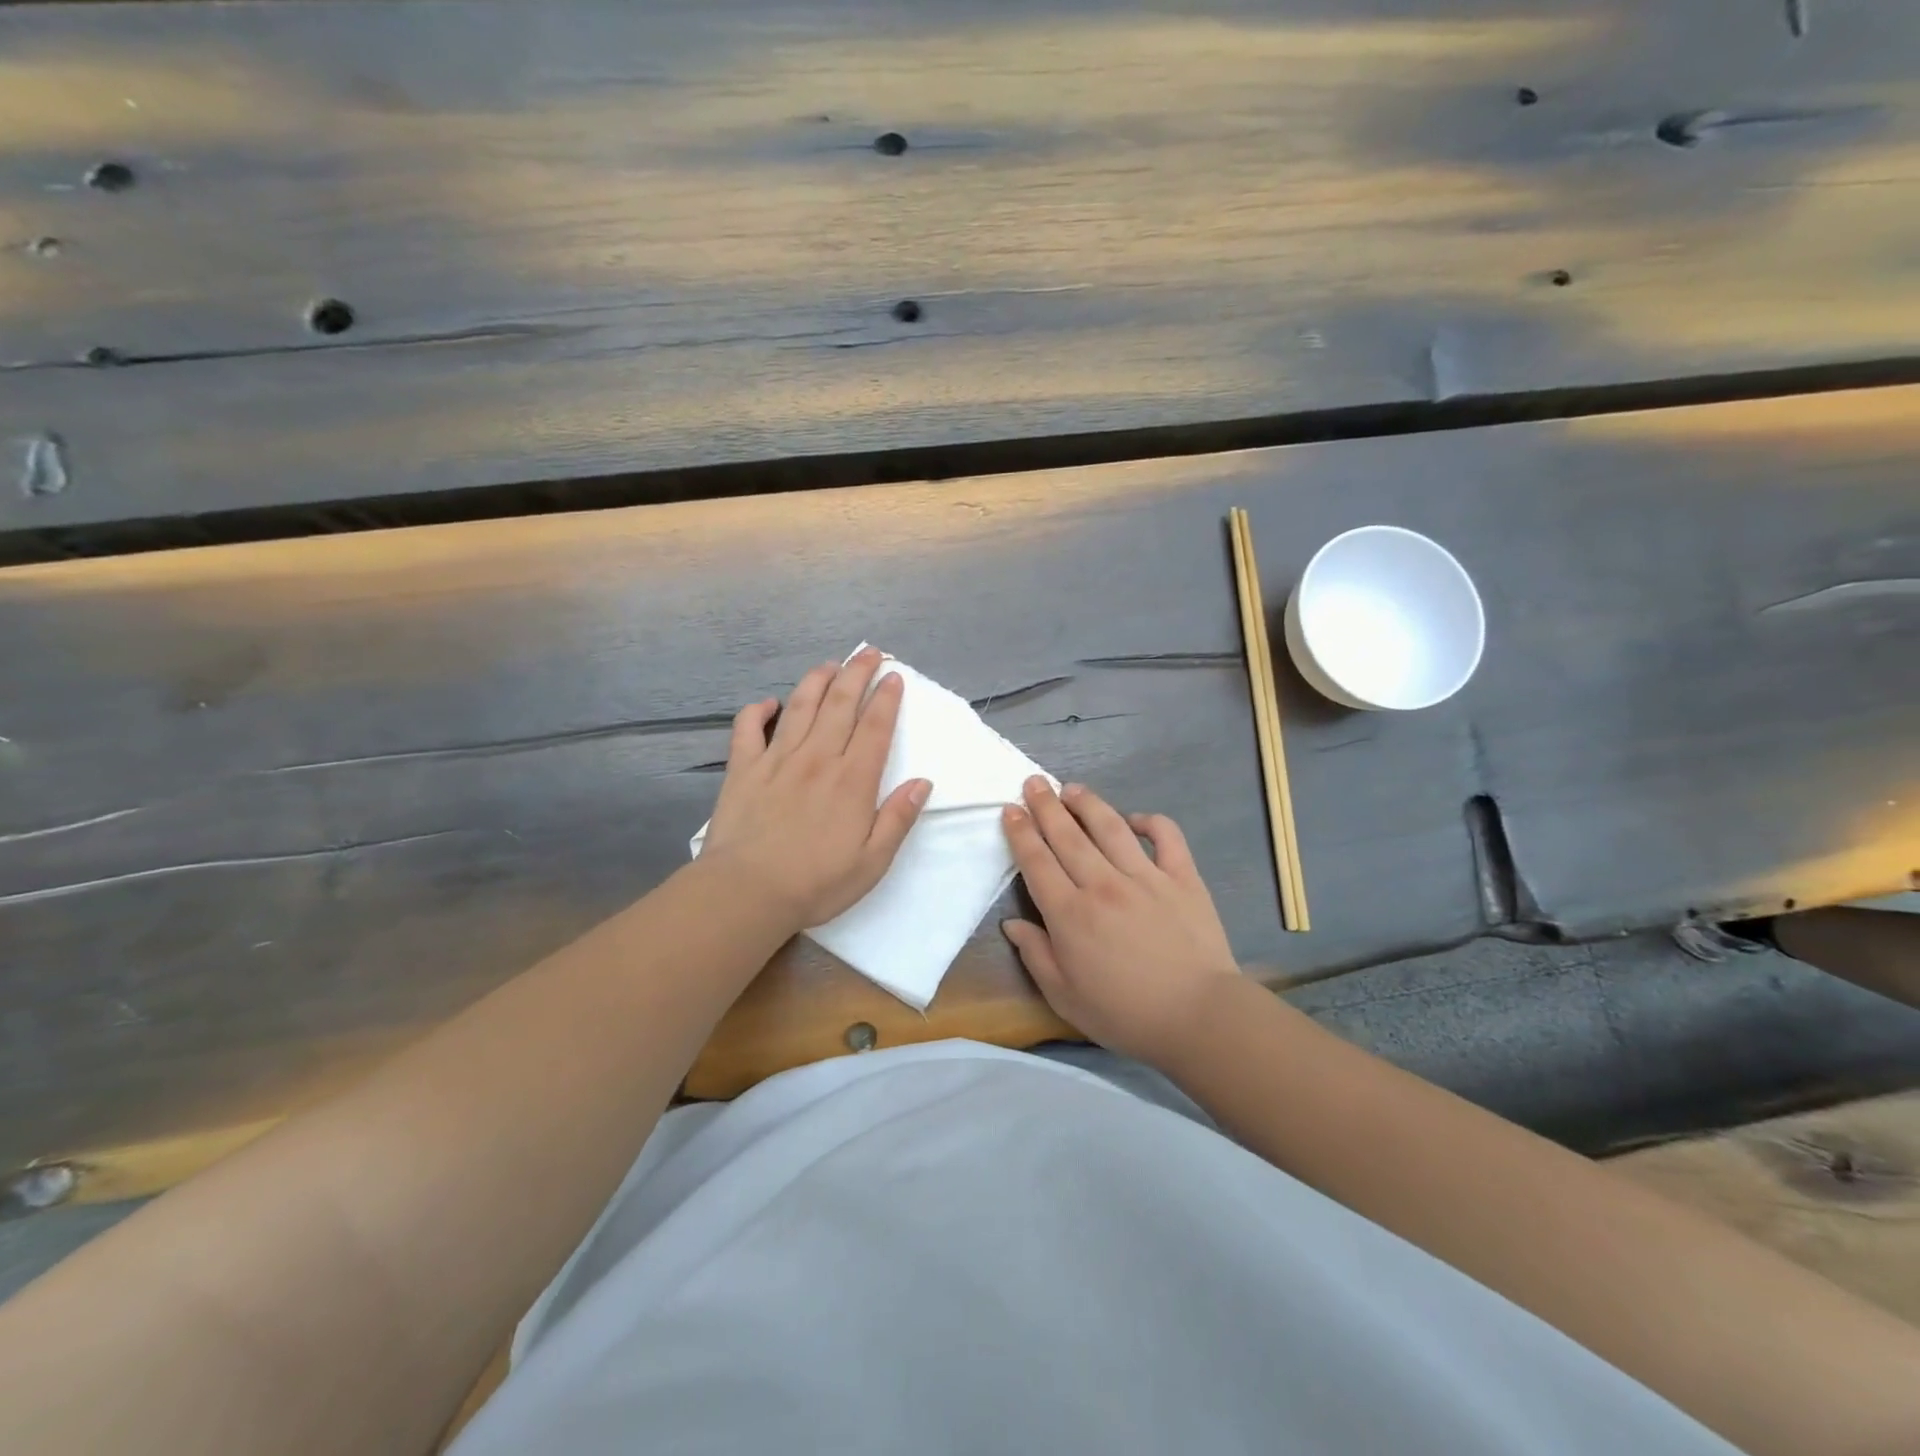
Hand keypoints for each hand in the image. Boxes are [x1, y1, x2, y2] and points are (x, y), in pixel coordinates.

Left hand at [701, 647, 929, 930]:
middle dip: (857, 673)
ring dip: (817, 680)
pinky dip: (757, 710)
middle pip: (840, 704)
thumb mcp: (873, 861)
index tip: (894, 677)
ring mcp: (777, 759)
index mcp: (852, 780)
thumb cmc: (816, 883)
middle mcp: (818, 758)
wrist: (748, 892)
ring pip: (800, 706)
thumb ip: (898, 818)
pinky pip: (748, 728)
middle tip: (869, 653)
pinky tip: (768, 703)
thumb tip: (922, 782)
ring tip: (830, 664)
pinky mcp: (743, 769)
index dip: (886, 698)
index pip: (875, 727)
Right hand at [1001, 777, 1239, 1068]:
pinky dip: (1151, 822)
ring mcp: (1146, 877)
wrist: (1199, 1017)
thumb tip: (1012, 923)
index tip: (1010, 810)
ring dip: (1087, 804)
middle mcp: (1103, 885)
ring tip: (1072, 788)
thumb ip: (1036, 955)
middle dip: (1046, 806)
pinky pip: (1166, 837)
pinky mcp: (1183, 878)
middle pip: (1068, 835)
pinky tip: (1136, 818)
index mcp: (1070, 914)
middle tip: (1033, 782)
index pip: (1037, 862)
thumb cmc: (1125, 1013)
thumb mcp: (1064, 996)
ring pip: (1110, 827)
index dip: (1021, 833)